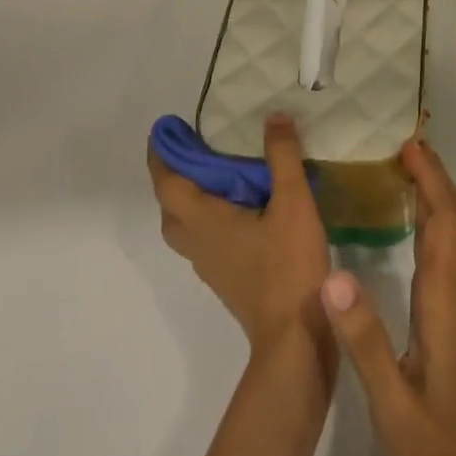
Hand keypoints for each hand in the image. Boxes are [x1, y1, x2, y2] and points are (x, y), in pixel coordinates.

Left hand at [150, 113, 332, 360]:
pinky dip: (207, 218)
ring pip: (184, 228)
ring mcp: (210, 266)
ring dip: (188, 200)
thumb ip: (282, 156)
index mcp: (204, 221)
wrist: (294, 339)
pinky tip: (238, 211)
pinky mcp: (226, 280)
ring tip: (214, 176)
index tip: (163, 131)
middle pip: (170, 208)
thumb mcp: (293, 202)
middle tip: (192, 151)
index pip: (168, 184)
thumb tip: (273, 116)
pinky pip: (203, 240)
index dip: (161, 156)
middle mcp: (198, 243)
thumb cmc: (287, 266)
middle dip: (173, 178)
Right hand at [318, 140, 455, 455]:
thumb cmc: (443, 454)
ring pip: (453, 235)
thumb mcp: (394, 405)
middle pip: (455, 217)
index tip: (406, 144)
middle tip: (398, 146)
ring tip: (397, 172)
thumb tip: (334, 272)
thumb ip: (364, 340)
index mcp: (445, 301)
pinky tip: (405, 229)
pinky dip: (430, 223)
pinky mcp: (454, 324)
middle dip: (433, 175)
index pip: (445, 220)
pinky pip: (445, 255)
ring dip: (434, 195)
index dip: (431, 178)